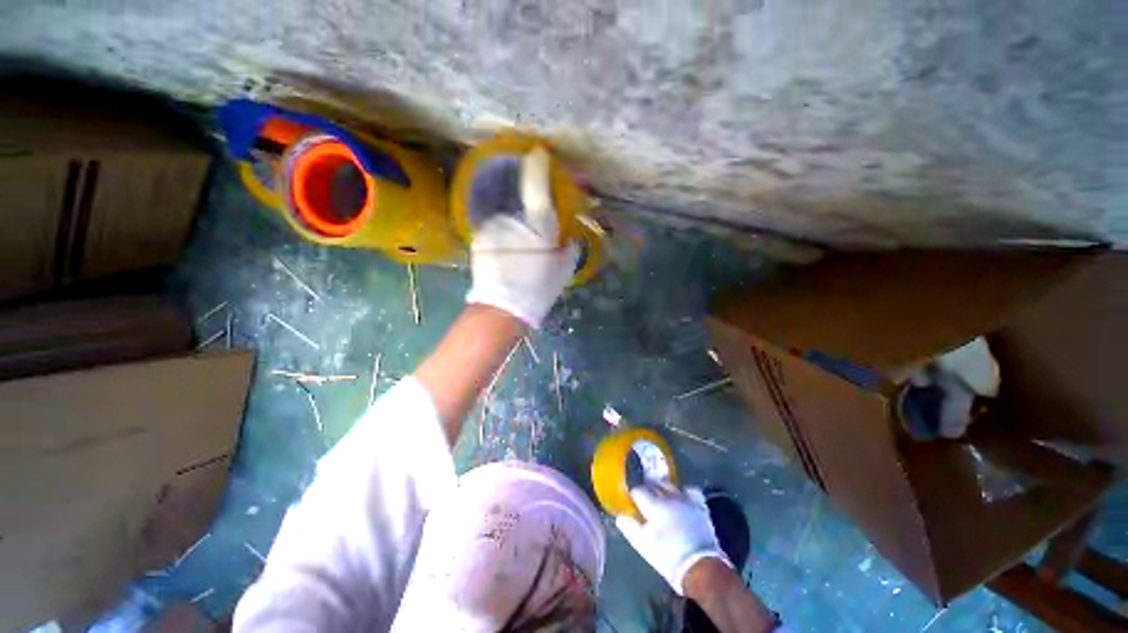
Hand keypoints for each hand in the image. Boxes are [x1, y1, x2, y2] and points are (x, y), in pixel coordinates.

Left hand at [465, 148, 578, 328]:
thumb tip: (567, 238)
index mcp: (537, 225)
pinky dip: (504, 230)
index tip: (539, 153)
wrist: (502, 309)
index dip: (538, 165)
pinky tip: (508, 248)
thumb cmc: (538, 289)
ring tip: (521, 239)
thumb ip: (568, 247)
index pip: (536, 184)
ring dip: (515, 218)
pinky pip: (496, 225)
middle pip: (519, 195)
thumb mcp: (563, 269)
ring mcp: (492, 226)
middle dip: (527, 198)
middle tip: (535, 212)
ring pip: (507, 212)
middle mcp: (512, 218)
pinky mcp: (479, 236)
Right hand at [615, 484, 730, 595]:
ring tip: (660, 492)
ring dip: (663, 486)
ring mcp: (686, 499)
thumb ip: (630, 527)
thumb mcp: (643, 545)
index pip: (638, 490)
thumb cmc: (668, 556)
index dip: (633, 493)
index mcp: (654, 504)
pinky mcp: (699, 506)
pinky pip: (689, 490)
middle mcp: (669, 496)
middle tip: (643, 494)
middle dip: (647, 486)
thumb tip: (620, 516)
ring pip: (670, 484)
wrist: (701, 567)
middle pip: (654, 483)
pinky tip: (681, 497)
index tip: (630, 497)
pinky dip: (683, 491)